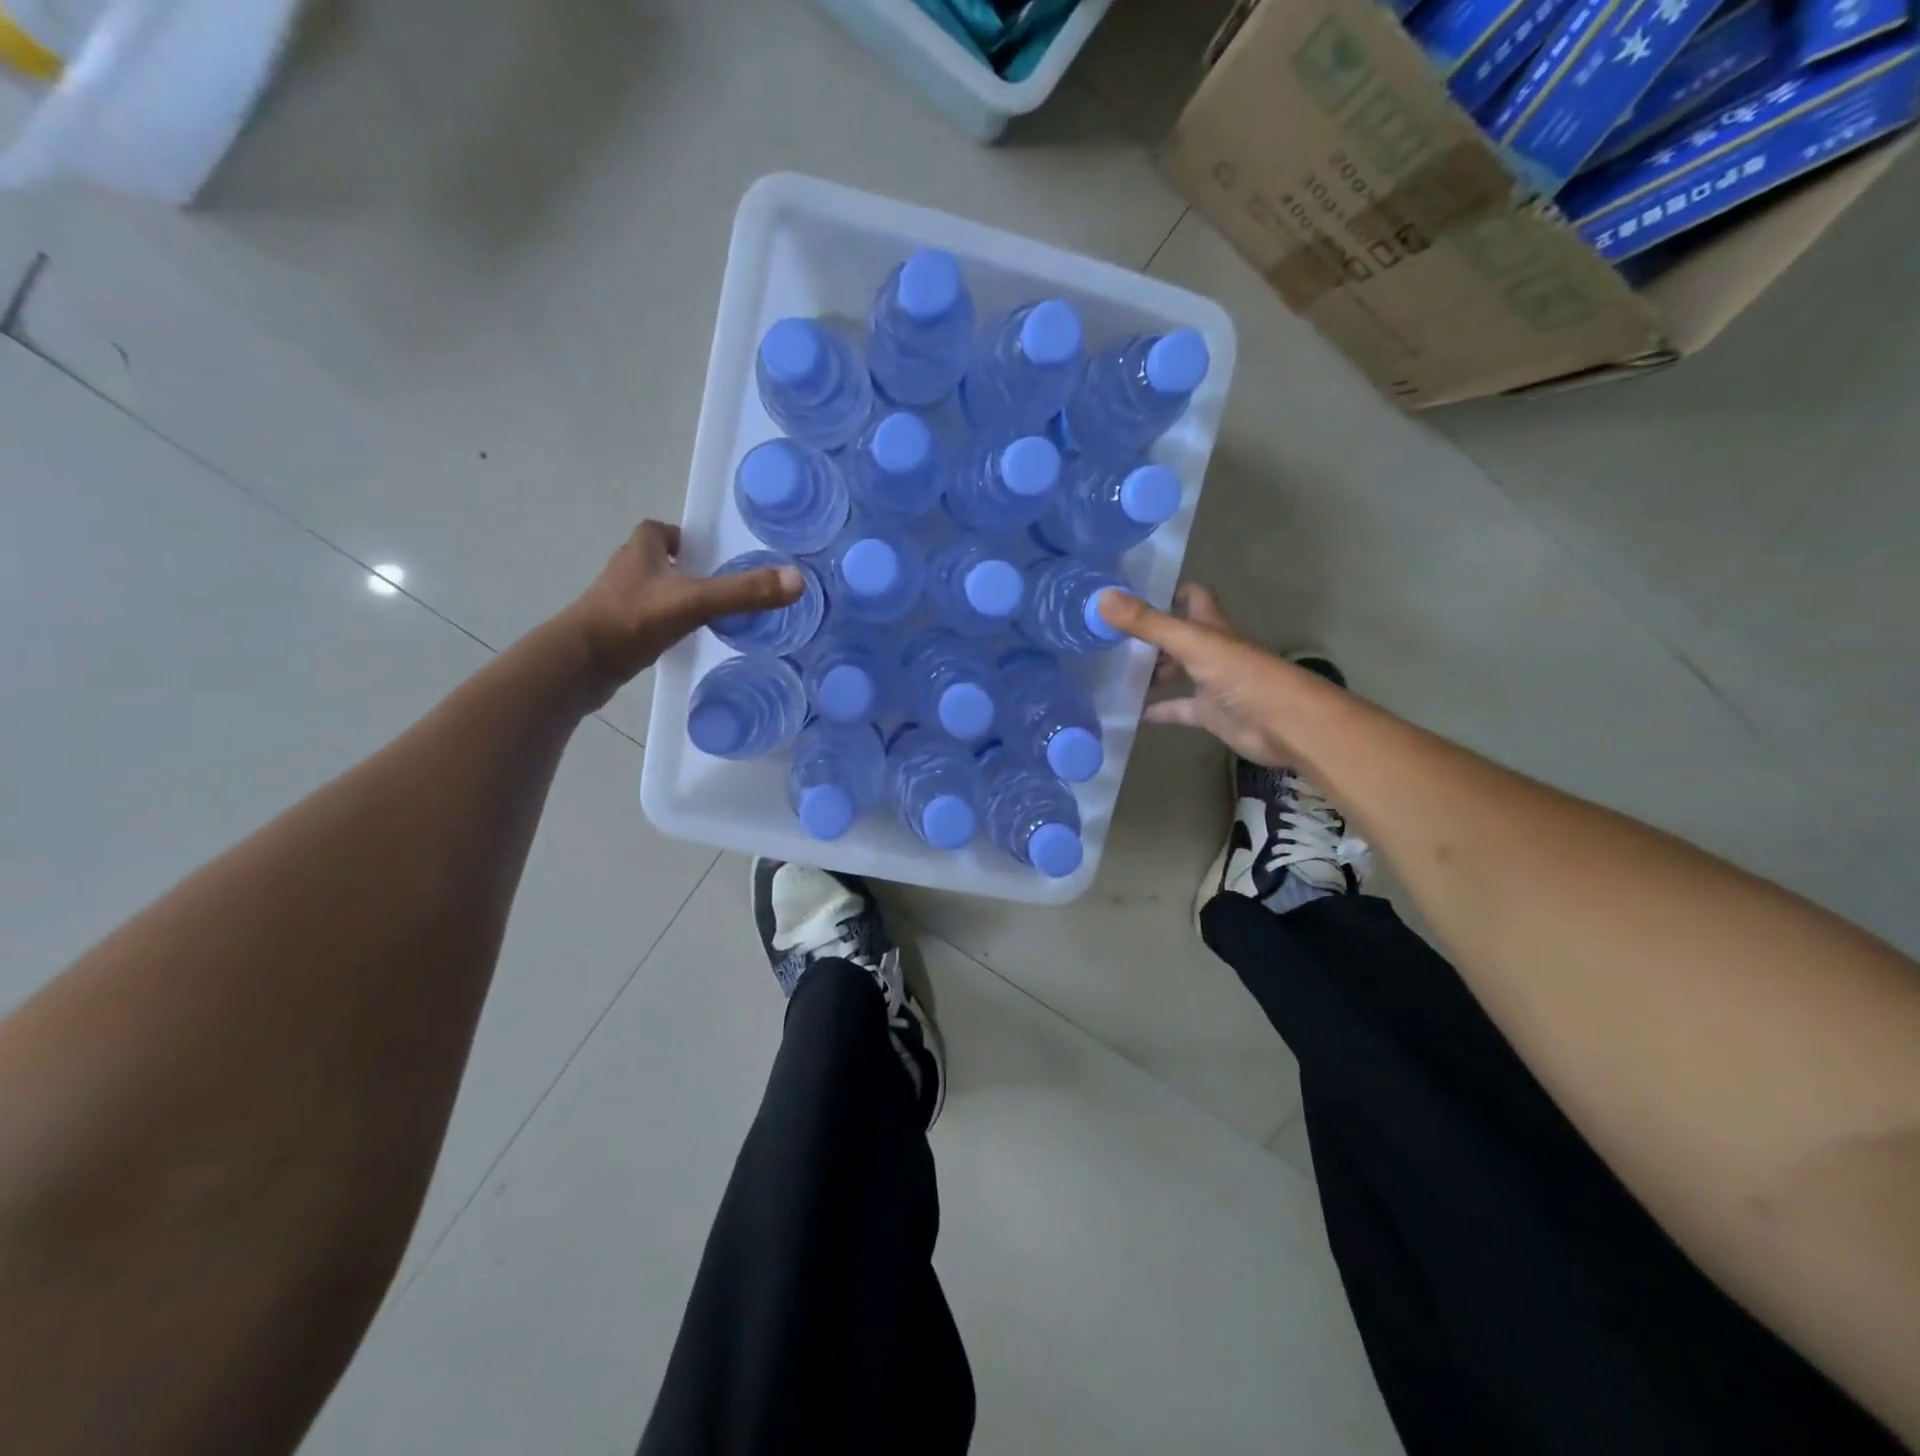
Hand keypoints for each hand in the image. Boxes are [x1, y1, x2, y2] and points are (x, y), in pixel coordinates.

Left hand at [563, 521, 802, 696]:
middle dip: (682, 568)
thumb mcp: (695, 602)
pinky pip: (644, 622)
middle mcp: (625, 572)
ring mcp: (615, 605)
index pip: (658, 530)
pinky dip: (662, 626)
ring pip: (649, 592)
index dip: (680, 537)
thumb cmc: (632, 621)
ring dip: (673, 598)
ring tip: (706, 615)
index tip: (705, 552)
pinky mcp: (613, 634)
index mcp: (640, 552)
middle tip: (716, 585)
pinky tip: (682, 642)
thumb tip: (798, 580)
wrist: (579, 665)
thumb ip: (743, 592)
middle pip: (655, 560)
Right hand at [1099, 584, 1306, 768]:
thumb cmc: (1241, 675)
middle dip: (1150, 634)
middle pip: (1178, 635)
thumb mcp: (1190, 643)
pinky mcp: (1210, 714)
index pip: (1193, 597)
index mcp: (1211, 626)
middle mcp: (1212, 650)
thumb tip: (1102, 597)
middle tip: (1110, 636)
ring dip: (1152, 671)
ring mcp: (1211, 682)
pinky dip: (1158, 710)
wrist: (1283, 723)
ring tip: (1114, 671)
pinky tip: (1131, 712)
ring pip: (1176, 671)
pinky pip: (1178, 709)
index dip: (1169, 592)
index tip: (1134, 594)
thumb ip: (1147, 623)